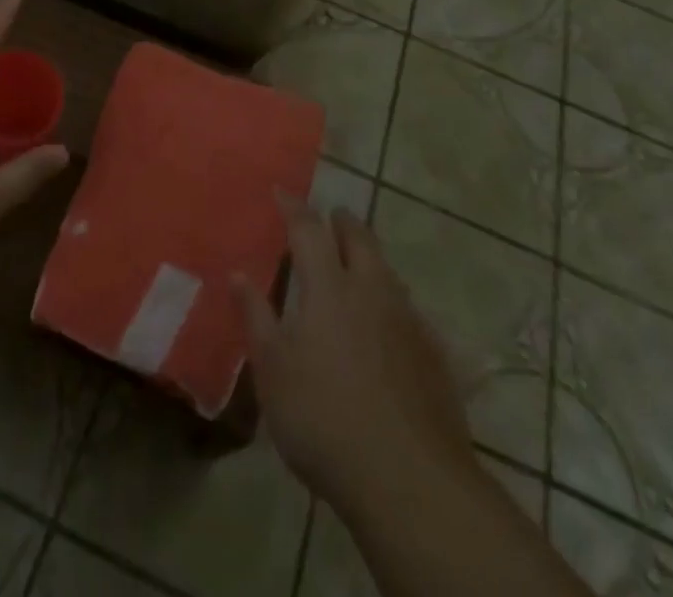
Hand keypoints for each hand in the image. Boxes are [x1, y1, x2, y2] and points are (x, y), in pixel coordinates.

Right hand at [234, 196, 477, 516]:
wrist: (411, 481)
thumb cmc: (325, 420)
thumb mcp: (274, 371)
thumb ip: (256, 317)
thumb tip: (238, 273)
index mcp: (329, 288)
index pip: (308, 230)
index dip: (294, 207)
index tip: (281, 191)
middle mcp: (371, 290)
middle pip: (359, 239)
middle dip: (342, 222)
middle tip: (330, 217)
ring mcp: (408, 321)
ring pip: (387, 271)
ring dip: (369, 258)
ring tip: (356, 263)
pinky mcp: (434, 355)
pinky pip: (409, 309)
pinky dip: (392, 300)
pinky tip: (388, 324)